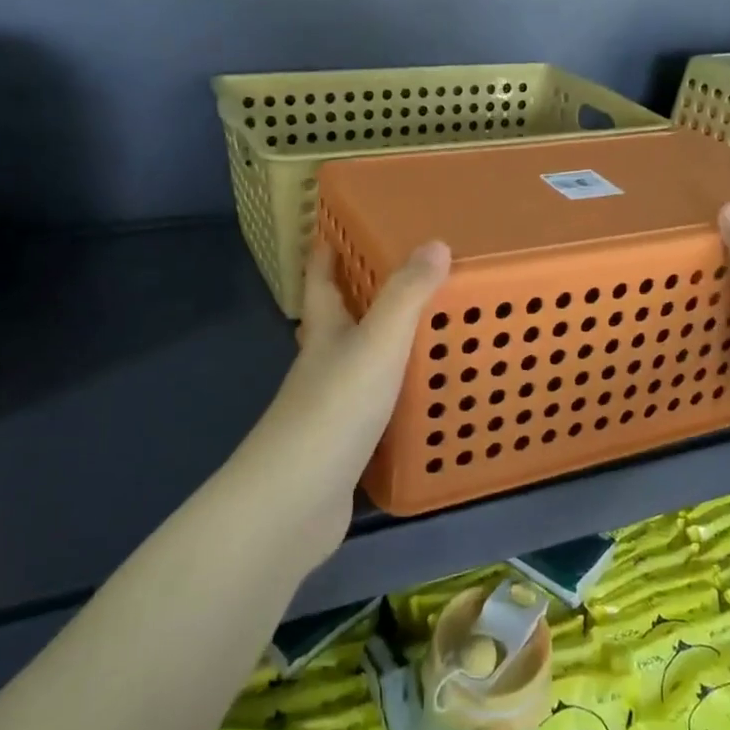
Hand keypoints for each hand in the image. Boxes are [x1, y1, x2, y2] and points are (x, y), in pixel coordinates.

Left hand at [225, 241, 451, 561]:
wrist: (295, 501)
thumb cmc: (335, 409)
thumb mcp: (378, 344)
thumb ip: (407, 297)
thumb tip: (434, 244)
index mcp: (324, 335)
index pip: (320, 283)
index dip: (324, 254)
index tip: (331, 228)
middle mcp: (321, 367)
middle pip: (335, 323)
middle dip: (354, 298)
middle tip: (394, 276)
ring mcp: (328, 410)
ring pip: (354, 366)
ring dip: (377, 348)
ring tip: (417, 333)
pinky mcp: (342, 448)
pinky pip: (371, 409)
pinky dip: (391, 397)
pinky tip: (415, 400)